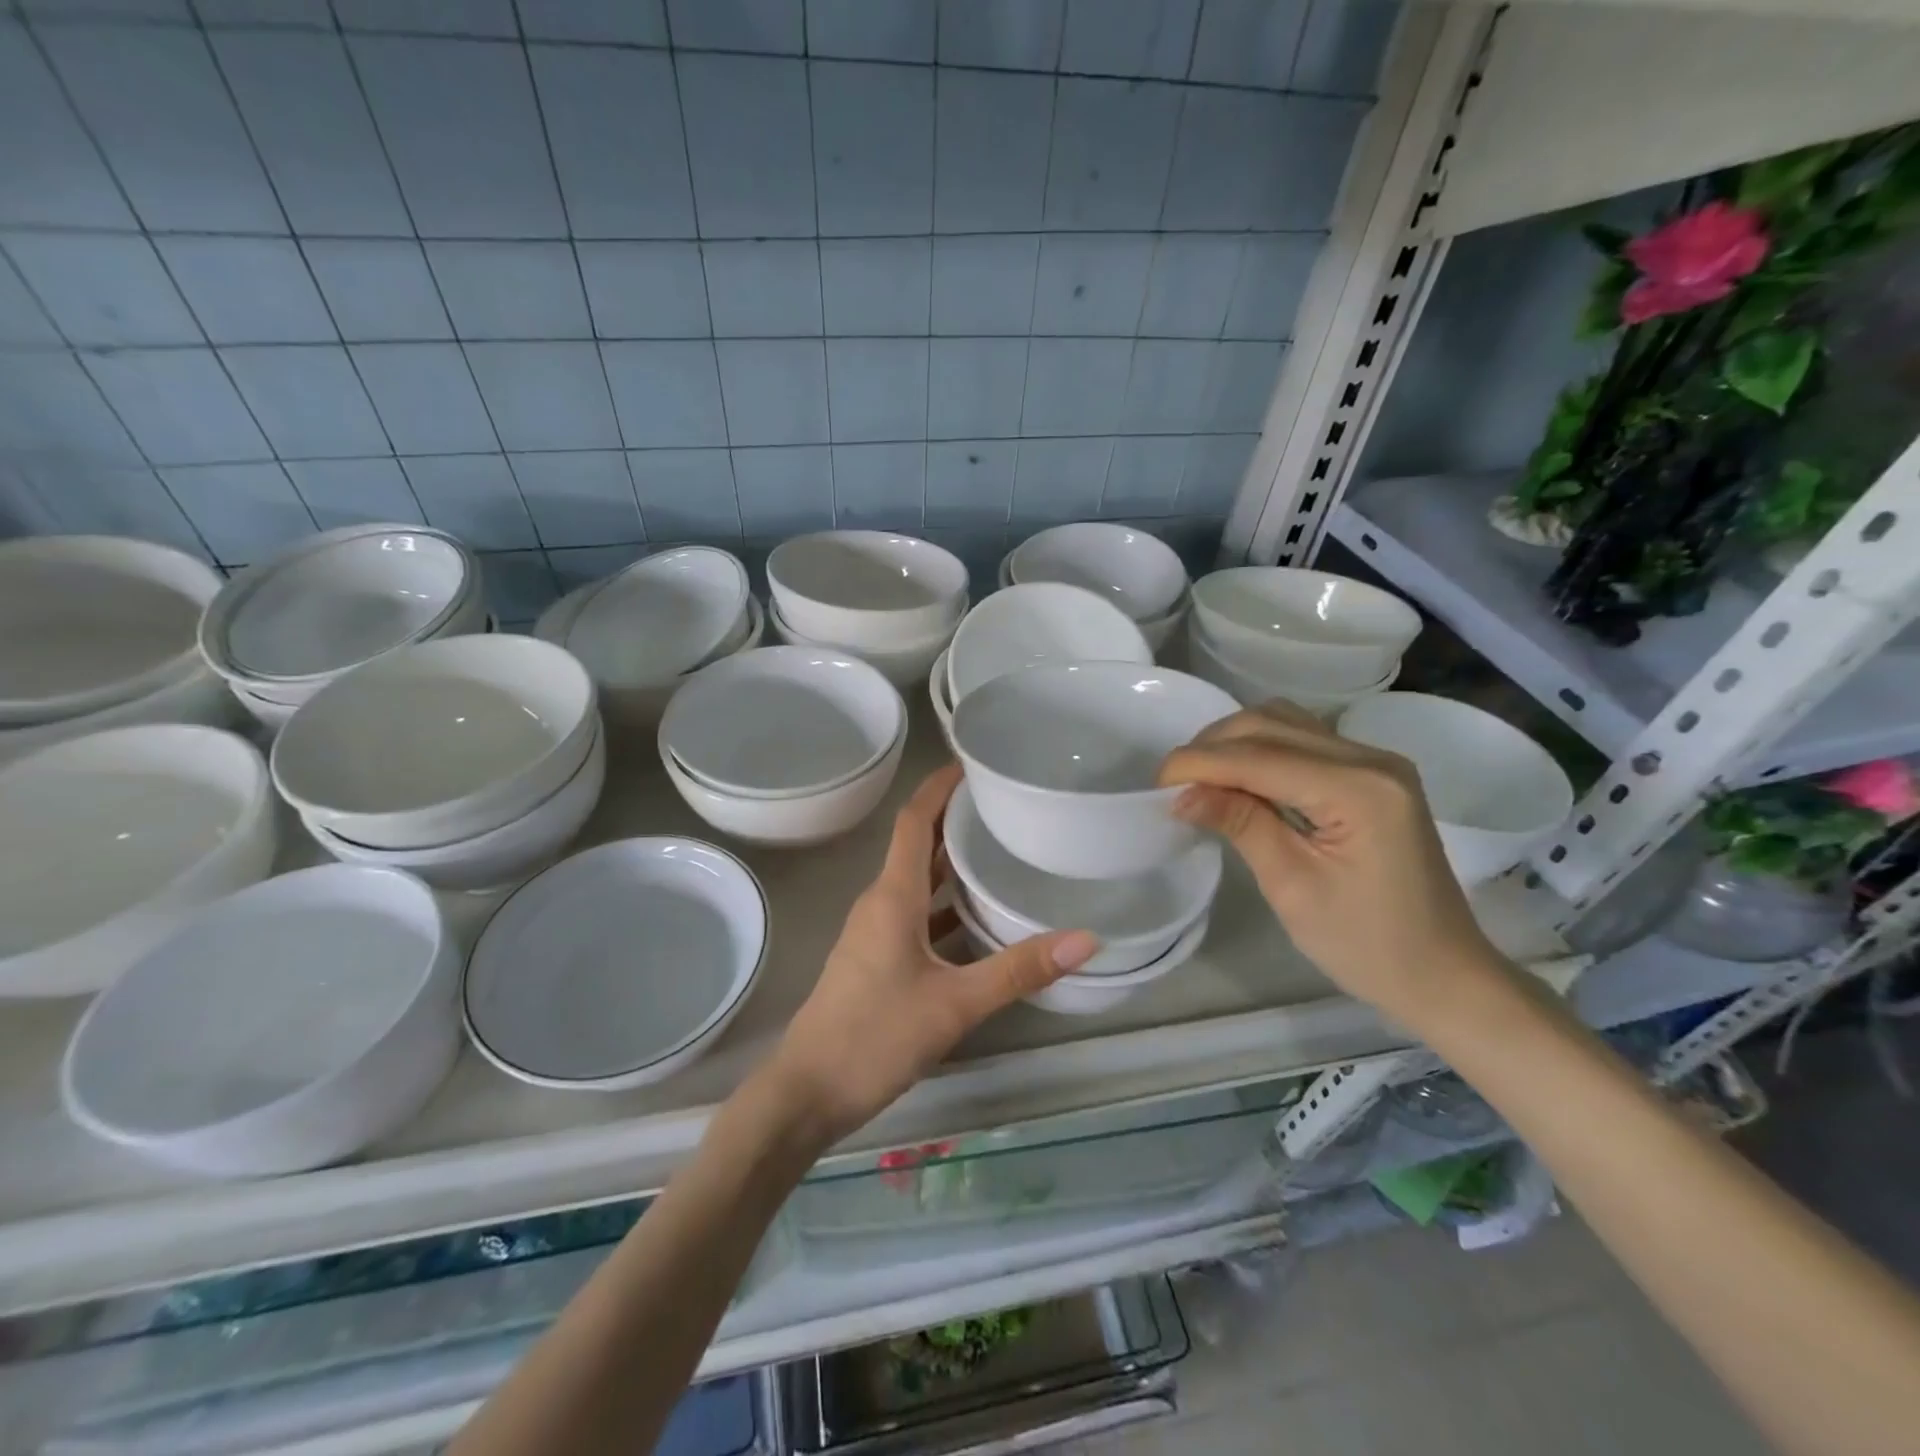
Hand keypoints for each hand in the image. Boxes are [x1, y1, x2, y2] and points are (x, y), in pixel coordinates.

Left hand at [768, 765, 1098, 1141]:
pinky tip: (979, 919)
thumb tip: (1086, 939)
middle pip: (917, 845)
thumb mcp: (954, 1004)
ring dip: (951, 862)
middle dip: (954, 819)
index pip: (913, 820)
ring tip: (1001, 849)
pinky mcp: (877, 959)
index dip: (938, 787)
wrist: (807, 1093)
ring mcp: (875, 932)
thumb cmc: (874, 1038)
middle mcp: (881, 903)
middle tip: (1004, 805)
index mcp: (892, 896)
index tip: (972, 763)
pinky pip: (915, 914)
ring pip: (917, 882)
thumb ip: (1018, 970)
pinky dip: (945, 905)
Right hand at [1158, 703, 1499, 1026]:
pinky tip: (1240, 779)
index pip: (1259, 757)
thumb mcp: (1292, 888)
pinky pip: (1303, 741)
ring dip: (1234, 742)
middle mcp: (1371, 759)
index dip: (1200, 762)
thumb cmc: (1367, 945)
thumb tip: (1182, 794)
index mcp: (1358, 790)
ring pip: (1285, 723)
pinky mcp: (1372, 774)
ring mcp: (1376, 762)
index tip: (1156, 783)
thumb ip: (1241, 825)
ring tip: (1201, 778)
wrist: (1443, 973)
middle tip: (1174, 785)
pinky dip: (1261, 751)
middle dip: (1212, 746)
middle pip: (1270, 724)